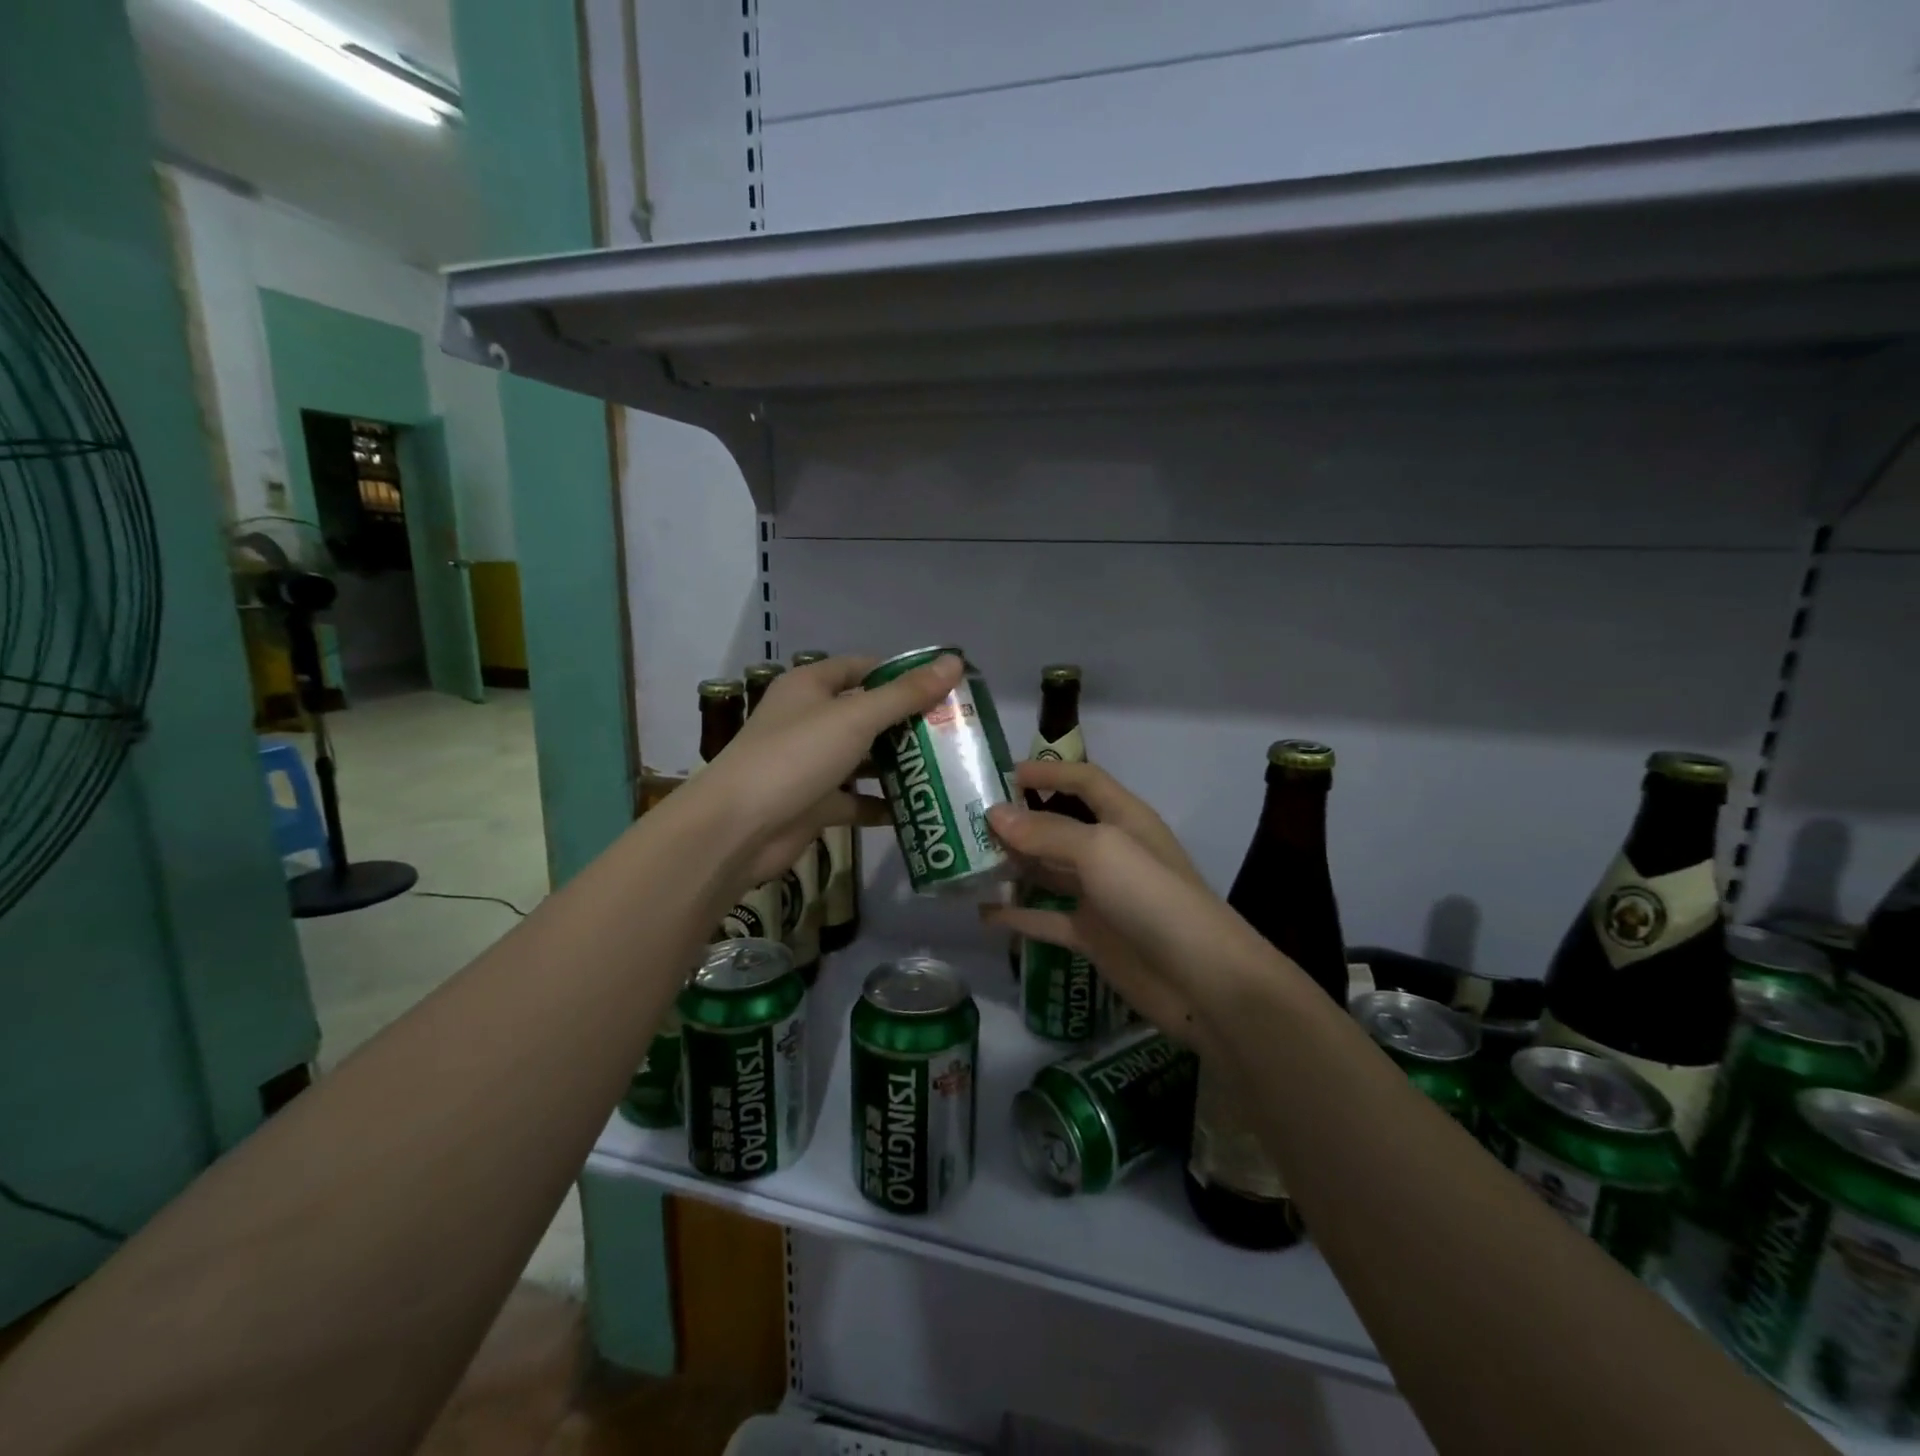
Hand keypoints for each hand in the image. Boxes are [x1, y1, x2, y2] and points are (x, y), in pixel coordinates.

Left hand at [691, 652, 961, 888]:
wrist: (738, 829)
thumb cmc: (795, 757)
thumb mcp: (855, 718)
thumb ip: (905, 694)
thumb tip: (954, 661)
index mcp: (811, 687)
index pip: (864, 668)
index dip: (902, 674)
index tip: (944, 688)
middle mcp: (810, 720)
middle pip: (867, 714)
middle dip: (908, 723)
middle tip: (955, 732)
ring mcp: (811, 764)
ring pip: (863, 758)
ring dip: (899, 764)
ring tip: (947, 768)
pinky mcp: (814, 803)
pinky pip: (856, 799)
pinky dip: (882, 804)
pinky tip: (919, 809)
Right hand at [982, 761, 1284, 1051]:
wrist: (1199, 979)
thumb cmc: (1151, 896)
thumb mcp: (1099, 850)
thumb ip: (1046, 832)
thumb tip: (995, 815)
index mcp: (1123, 818)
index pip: (1083, 780)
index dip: (1048, 772)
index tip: (1001, 773)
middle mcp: (1110, 851)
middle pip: (1059, 825)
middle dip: (1018, 820)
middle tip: (968, 821)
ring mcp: (1100, 895)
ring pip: (1048, 870)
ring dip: (1013, 864)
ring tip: (967, 861)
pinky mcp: (1091, 935)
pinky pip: (1046, 918)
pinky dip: (1017, 915)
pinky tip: (983, 912)